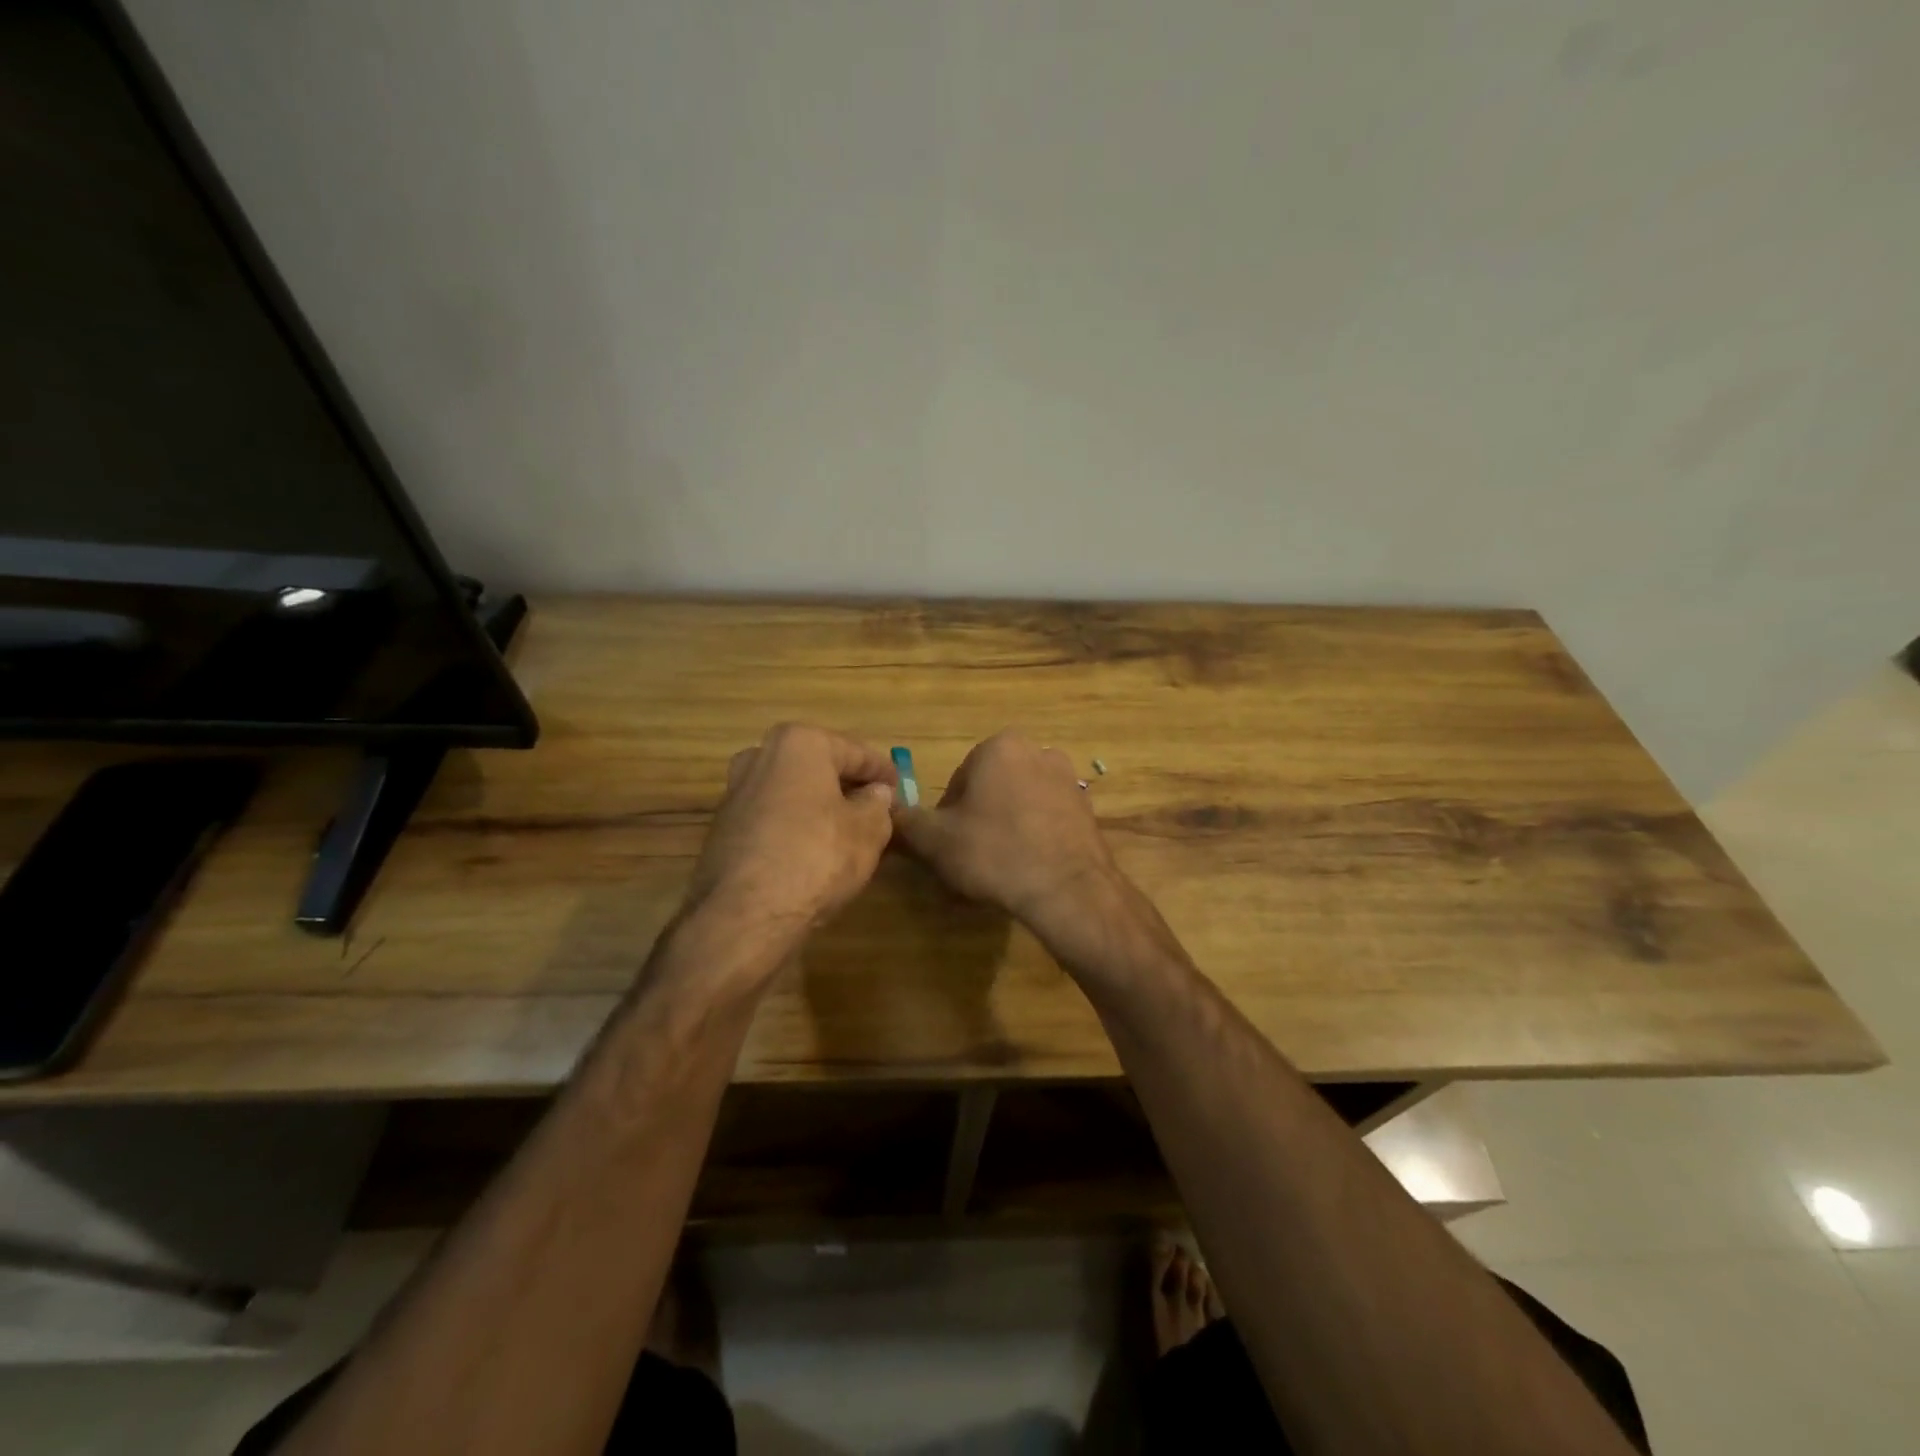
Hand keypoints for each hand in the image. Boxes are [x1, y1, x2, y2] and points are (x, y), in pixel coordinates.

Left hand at [688, 723, 896, 945]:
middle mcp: (760, 757)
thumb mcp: (868, 830)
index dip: (882, 770)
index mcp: (798, 744)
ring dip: (819, 805)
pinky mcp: (723, 829)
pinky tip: (814, 849)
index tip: (900, 786)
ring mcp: (735, 793)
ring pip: (792, 791)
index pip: (854, 751)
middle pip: (817, 766)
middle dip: (847, 784)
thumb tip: (875, 794)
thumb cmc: (817, 857)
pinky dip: (795, 825)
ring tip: (848, 829)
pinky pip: (772, 816)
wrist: (745, 915)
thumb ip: (877, 805)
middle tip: (876, 805)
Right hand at [891, 731, 1121, 949]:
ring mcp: (1068, 779)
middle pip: (992, 786)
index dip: (948, 815)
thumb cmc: (995, 854)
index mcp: (999, 747)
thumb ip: (905, 820)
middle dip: (980, 816)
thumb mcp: (935, 840)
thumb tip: (885, 808)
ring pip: (1021, 801)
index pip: (959, 779)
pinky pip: (1047, 817)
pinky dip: (1035, 835)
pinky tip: (1030, 866)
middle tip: (974, 856)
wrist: (1068, 890)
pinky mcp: (1088, 807)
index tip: (950, 844)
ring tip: (1003, 864)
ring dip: (1008, 825)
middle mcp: (1037, 751)